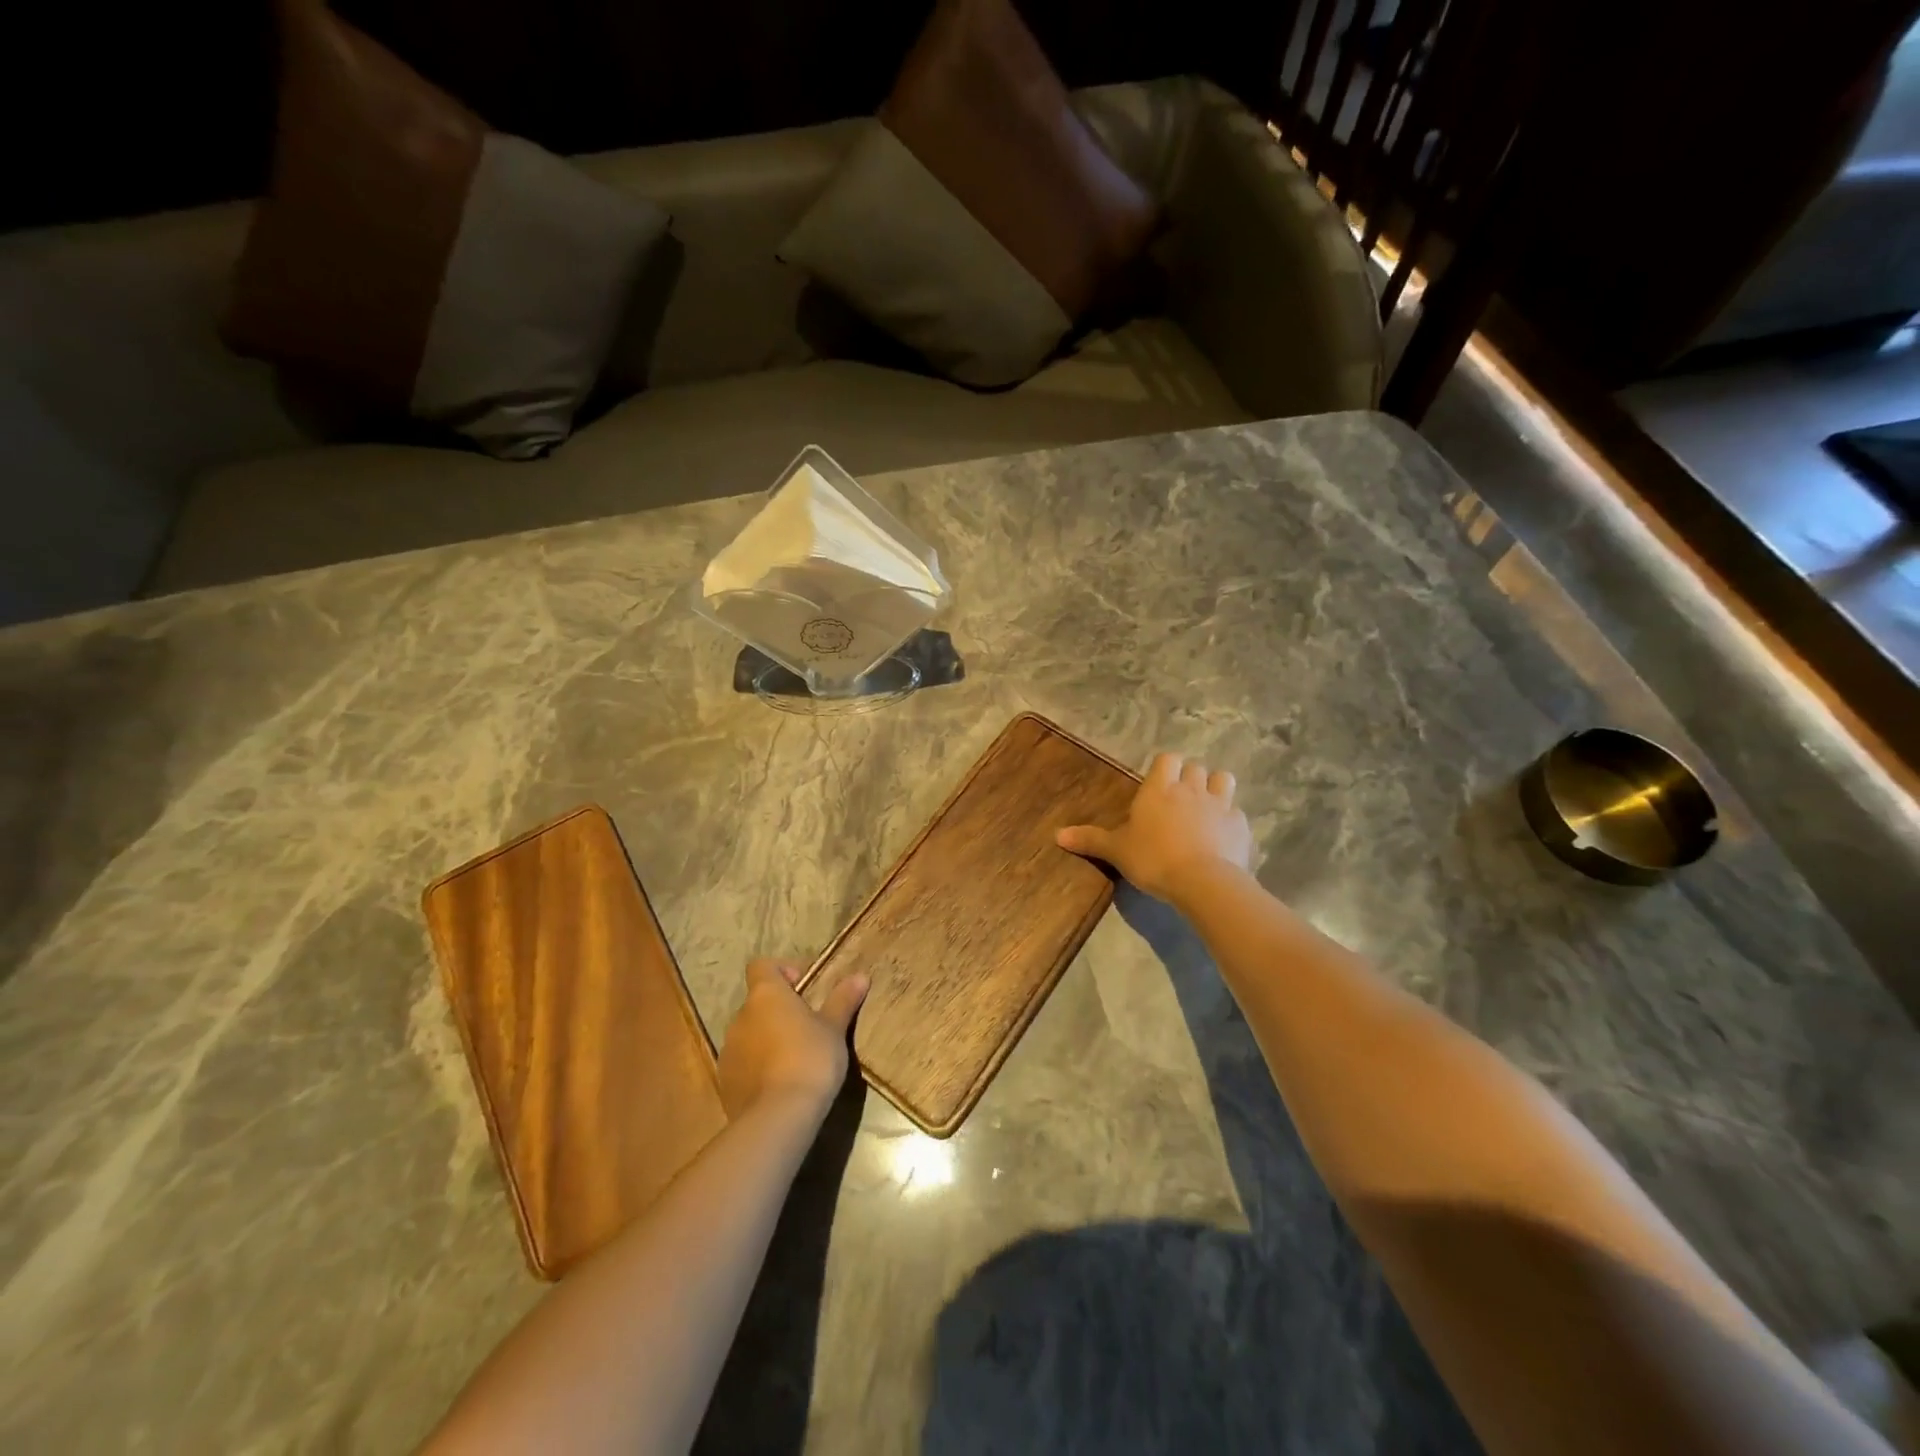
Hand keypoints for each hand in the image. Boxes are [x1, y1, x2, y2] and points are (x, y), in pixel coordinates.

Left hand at [717, 959, 868, 1125]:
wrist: (778, 1117)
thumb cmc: (810, 1059)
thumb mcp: (834, 1028)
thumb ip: (843, 1000)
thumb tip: (860, 976)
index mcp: (765, 995)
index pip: (762, 966)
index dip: (782, 971)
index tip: (804, 988)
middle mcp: (740, 1017)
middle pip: (758, 1003)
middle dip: (779, 1011)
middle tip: (807, 1028)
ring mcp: (728, 1050)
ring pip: (749, 1034)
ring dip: (767, 1039)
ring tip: (794, 1059)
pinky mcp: (725, 1082)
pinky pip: (743, 1064)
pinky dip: (758, 1067)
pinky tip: (780, 1085)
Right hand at [1057, 751, 1251, 901]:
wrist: (1203, 881)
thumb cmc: (1153, 859)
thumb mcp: (1116, 851)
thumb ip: (1090, 840)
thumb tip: (1057, 835)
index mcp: (1160, 788)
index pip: (1167, 758)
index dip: (1165, 768)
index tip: (1159, 783)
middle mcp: (1191, 788)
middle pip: (1195, 767)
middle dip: (1190, 778)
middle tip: (1179, 799)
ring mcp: (1221, 805)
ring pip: (1224, 780)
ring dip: (1216, 789)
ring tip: (1207, 808)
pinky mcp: (1241, 826)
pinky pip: (1237, 814)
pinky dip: (1231, 821)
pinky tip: (1223, 838)